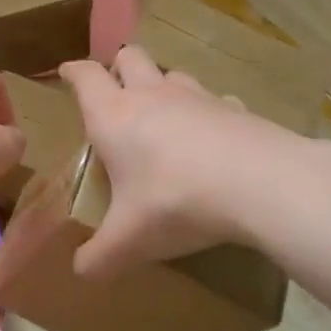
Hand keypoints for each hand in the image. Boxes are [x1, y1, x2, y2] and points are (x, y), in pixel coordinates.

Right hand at [60, 45, 285, 276]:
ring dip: (163, 84)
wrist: (262, 184)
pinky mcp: (236, 107)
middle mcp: (152, 96)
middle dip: (119, 67)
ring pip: (173, 73)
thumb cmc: (176, 202)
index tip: (67, 72)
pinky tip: (215, 135)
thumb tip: (80, 272)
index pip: (86, 77)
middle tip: (116, 89)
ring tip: (164, 111)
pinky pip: (216, 99)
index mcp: (114, 116)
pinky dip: (209, 110)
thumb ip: (100, 256)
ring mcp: (197, 97)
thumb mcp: (130, 239)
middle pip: (130, 57)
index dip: (74, 71)